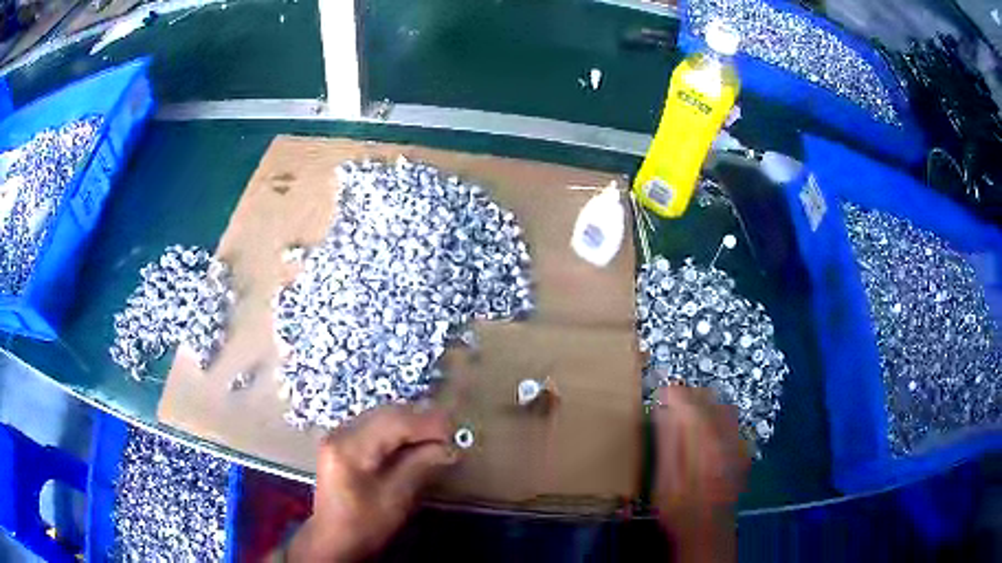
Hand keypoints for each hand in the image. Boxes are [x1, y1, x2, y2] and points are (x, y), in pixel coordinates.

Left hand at [287, 404, 457, 561]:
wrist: (334, 539)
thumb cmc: (365, 524)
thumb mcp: (395, 499)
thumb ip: (420, 467)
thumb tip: (450, 447)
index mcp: (349, 446)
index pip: (394, 422)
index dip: (428, 423)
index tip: (456, 432)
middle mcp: (340, 432)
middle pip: (386, 413)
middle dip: (420, 420)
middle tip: (451, 432)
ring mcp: (338, 435)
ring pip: (380, 416)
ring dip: (410, 423)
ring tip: (437, 435)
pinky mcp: (342, 442)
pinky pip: (374, 425)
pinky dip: (397, 429)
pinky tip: (413, 440)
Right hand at [653, 385, 749, 562]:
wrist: (707, 531)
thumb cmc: (679, 508)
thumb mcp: (664, 478)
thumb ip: (666, 441)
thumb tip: (663, 410)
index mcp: (704, 442)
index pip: (690, 401)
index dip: (674, 393)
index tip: (660, 393)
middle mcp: (726, 436)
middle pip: (710, 399)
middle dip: (689, 397)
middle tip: (670, 406)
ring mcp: (738, 443)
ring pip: (722, 409)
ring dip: (704, 408)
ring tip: (686, 421)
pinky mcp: (742, 452)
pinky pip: (730, 424)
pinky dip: (715, 422)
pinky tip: (703, 440)